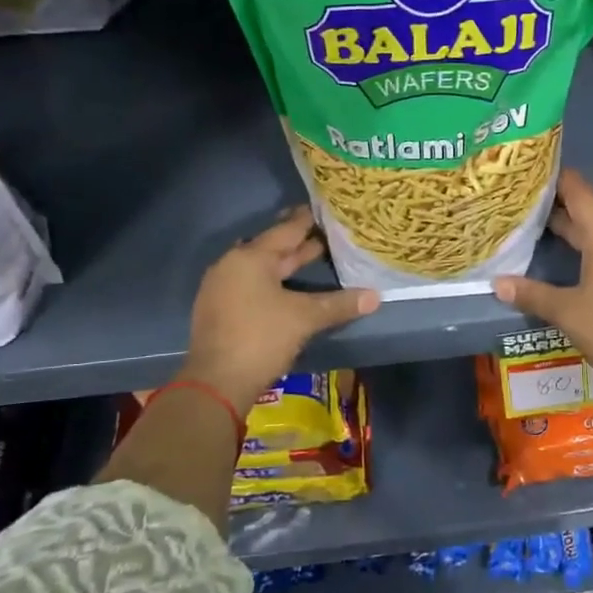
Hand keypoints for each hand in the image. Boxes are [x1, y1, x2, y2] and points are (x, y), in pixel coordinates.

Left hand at [184, 207, 379, 409]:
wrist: (216, 383)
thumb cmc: (261, 338)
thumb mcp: (304, 318)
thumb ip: (339, 304)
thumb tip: (375, 296)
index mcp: (250, 257)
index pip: (286, 230)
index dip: (308, 220)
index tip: (326, 209)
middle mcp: (232, 265)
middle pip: (272, 248)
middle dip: (300, 243)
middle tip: (328, 233)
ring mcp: (222, 288)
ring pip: (261, 267)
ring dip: (286, 264)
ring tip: (313, 256)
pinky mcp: (220, 309)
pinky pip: (251, 284)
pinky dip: (272, 282)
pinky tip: (290, 288)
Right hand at [492, 168, 592, 378]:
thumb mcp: (566, 312)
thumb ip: (531, 293)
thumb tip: (497, 283)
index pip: (581, 192)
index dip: (558, 180)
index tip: (535, 174)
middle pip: (591, 212)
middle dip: (561, 209)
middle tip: (529, 207)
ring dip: (579, 230)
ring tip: (547, 232)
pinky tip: (578, 261)